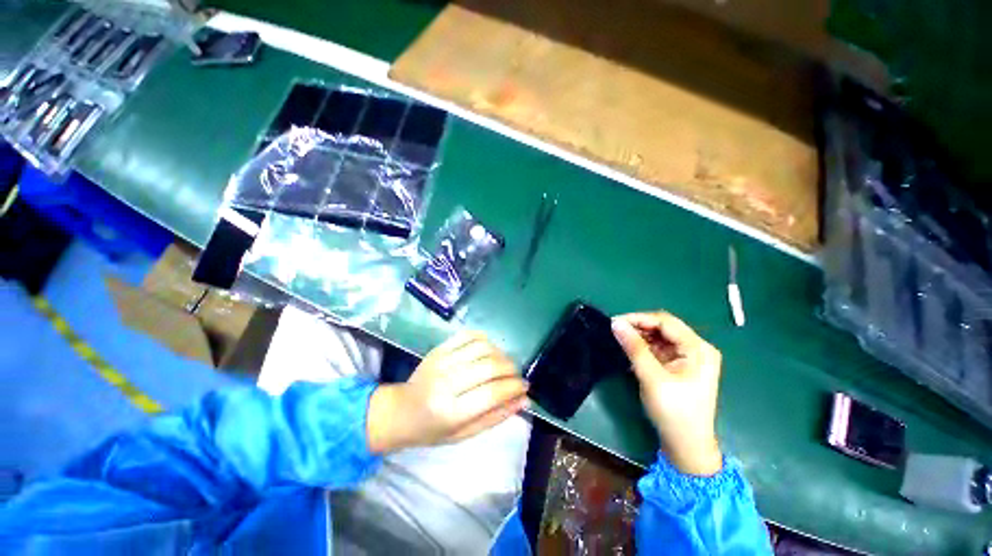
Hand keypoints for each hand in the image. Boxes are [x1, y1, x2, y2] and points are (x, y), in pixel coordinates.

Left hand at [366, 331, 528, 453]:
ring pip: (482, 348)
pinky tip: (489, 349)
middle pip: (490, 367)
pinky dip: (485, 339)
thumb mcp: (465, 434)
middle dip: (511, 370)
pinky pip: (468, 335)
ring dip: (501, 354)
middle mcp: (446, 382)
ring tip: (503, 364)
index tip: (525, 387)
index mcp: (451, 411)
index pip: (492, 394)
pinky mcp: (439, 348)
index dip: (514, 388)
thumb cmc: (433, 430)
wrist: (401, 410)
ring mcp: (442, 361)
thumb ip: (496, 417)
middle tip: (516, 376)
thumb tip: (524, 400)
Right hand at [611, 312, 722, 475]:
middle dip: (639, 327)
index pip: (665, 322)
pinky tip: (630, 350)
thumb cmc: (674, 412)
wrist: (686, 446)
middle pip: (664, 327)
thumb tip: (615, 323)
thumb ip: (634, 348)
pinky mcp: (680, 366)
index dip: (639, 318)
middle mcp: (696, 348)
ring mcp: (689, 358)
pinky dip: (644, 347)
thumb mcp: (652, 378)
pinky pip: (659, 348)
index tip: (614, 322)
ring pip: (660, 337)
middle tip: (615, 330)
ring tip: (620, 340)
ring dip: (640, 336)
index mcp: (698, 349)